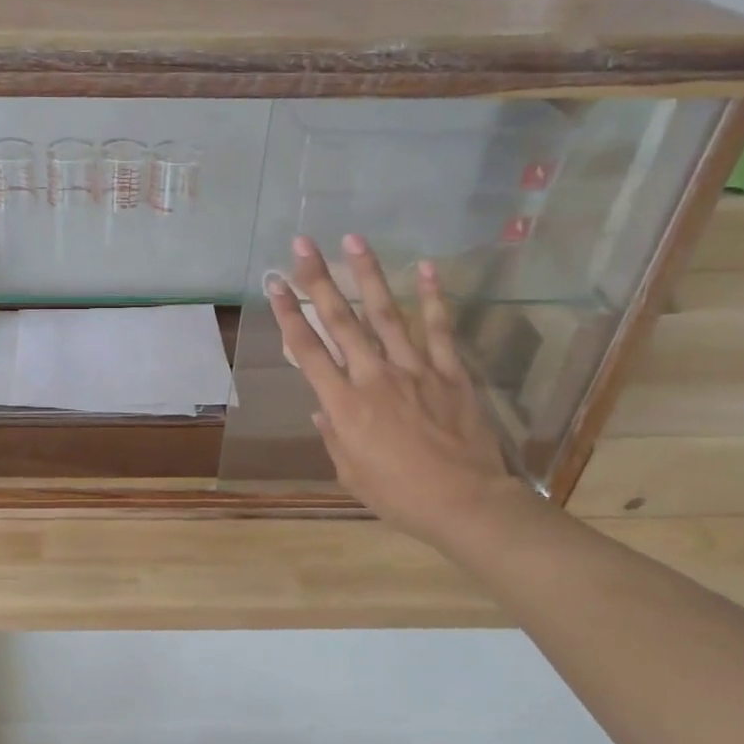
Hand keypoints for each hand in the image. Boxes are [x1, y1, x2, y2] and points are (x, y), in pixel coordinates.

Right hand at [269, 235, 520, 550]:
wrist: (467, 504)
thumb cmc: (400, 496)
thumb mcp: (351, 473)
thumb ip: (334, 435)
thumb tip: (320, 408)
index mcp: (344, 404)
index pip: (308, 350)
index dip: (289, 314)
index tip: (275, 283)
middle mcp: (374, 377)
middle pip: (340, 320)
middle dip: (318, 279)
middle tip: (303, 244)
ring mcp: (415, 370)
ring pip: (386, 314)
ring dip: (368, 274)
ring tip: (354, 239)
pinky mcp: (450, 373)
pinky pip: (439, 330)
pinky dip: (433, 298)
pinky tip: (426, 267)